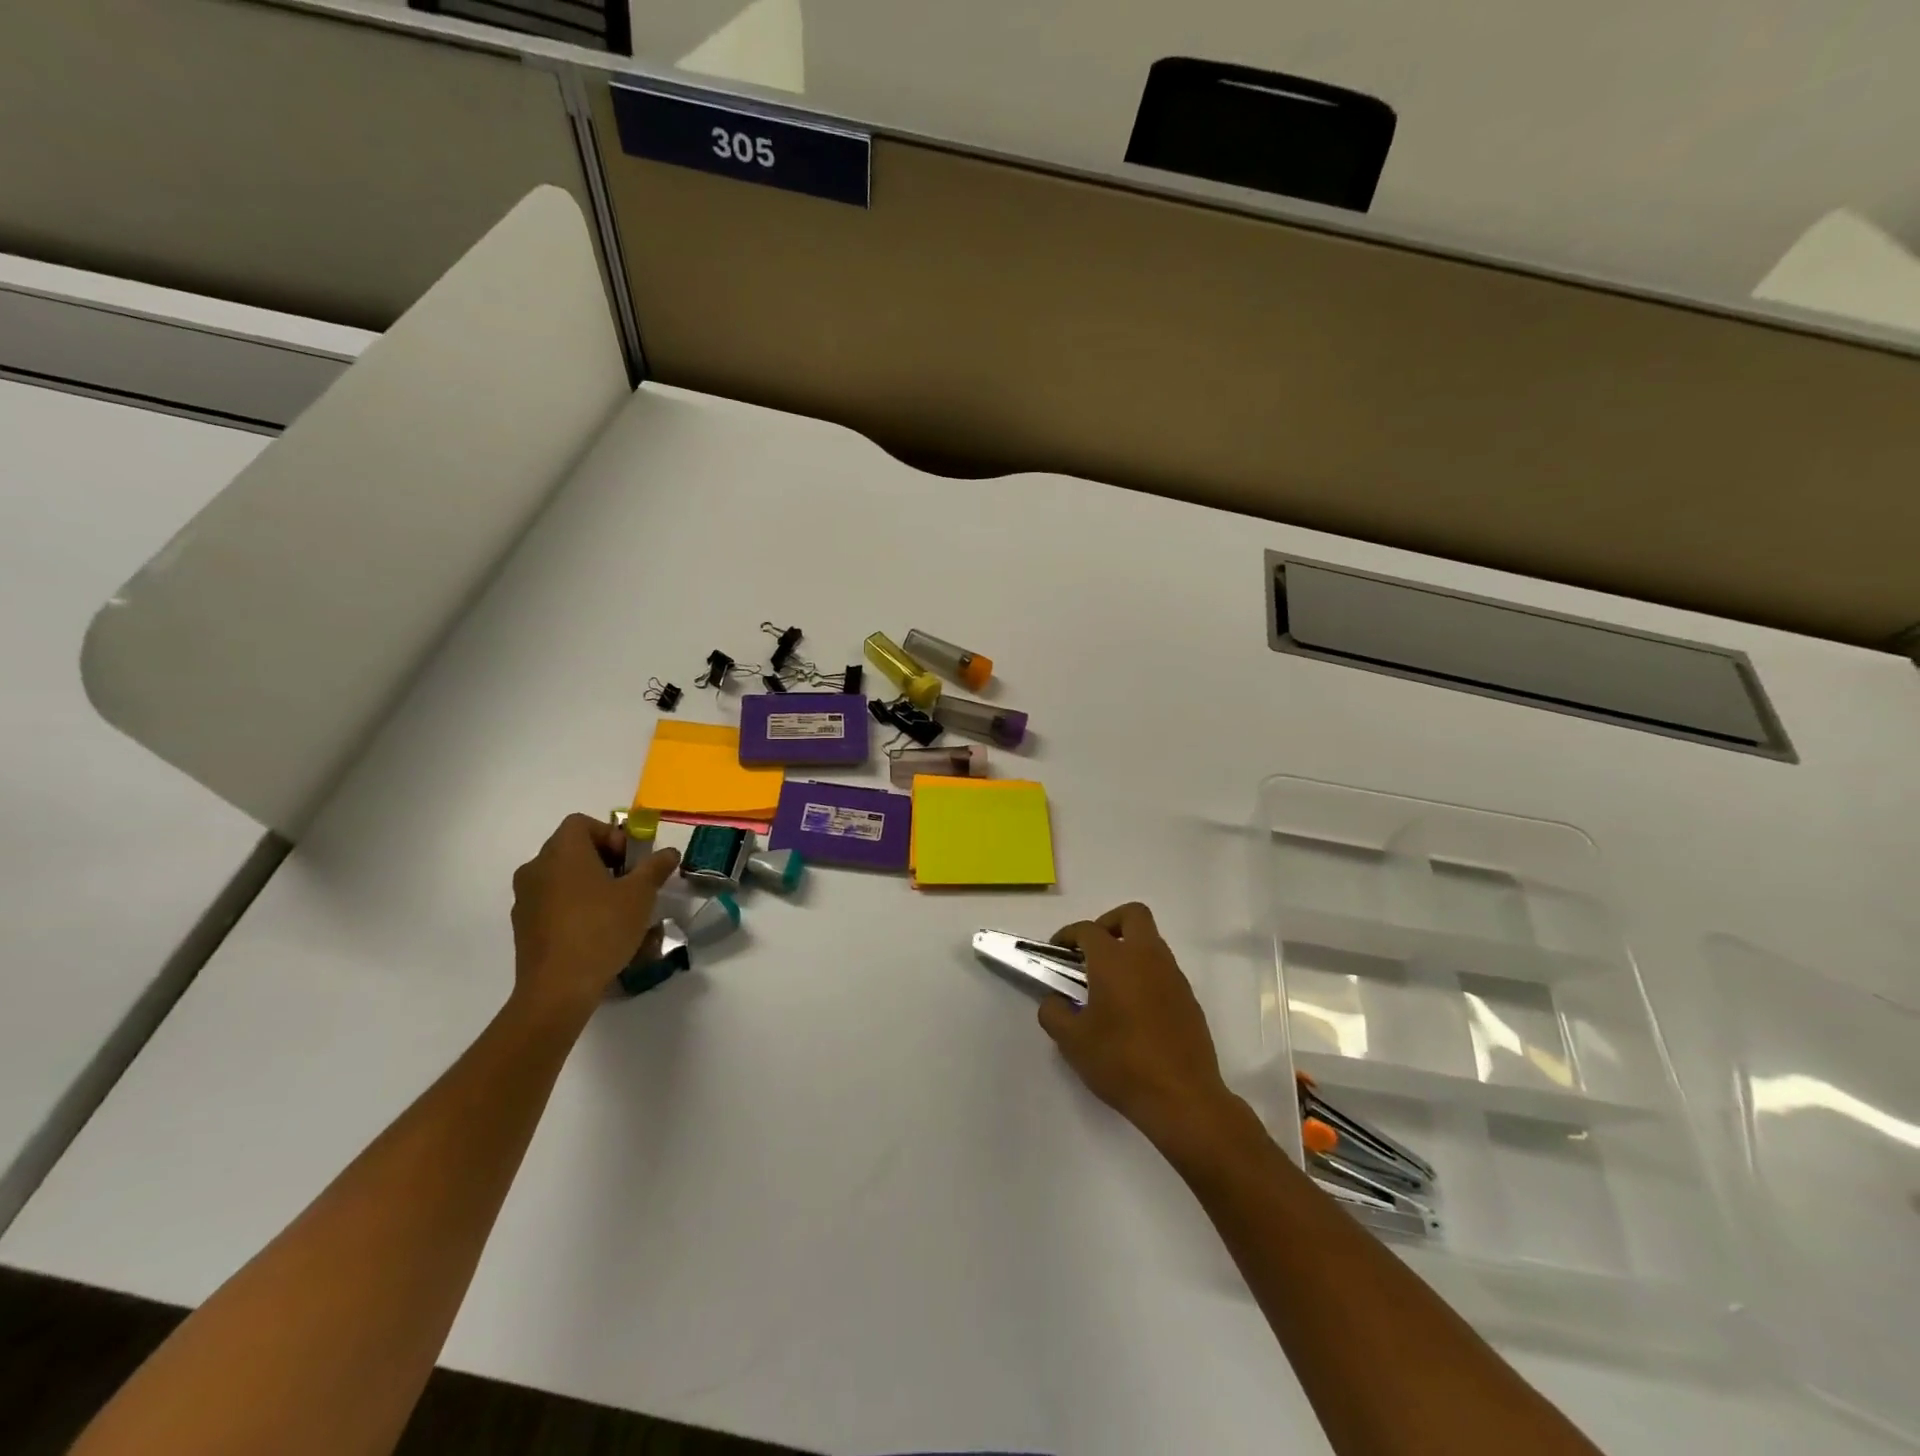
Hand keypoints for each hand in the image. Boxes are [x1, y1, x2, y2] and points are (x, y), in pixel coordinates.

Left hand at [510, 813, 678, 1017]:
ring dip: (588, 884)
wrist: (557, 988)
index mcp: (562, 852)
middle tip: (628, 883)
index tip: (629, 861)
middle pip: (571, 849)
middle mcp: (536, 867)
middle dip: (603, 860)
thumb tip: (669, 852)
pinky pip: (552, 902)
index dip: (610, 835)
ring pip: (561, 877)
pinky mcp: (522, 925)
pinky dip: (573, 906)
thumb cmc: (601, 929)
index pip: (582, 823)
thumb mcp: (640, 895)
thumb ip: (655, 867)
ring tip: (615, 909)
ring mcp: (525, 898)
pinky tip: (594, 931)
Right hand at [1040, 903, 1239, 1151]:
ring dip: (1129, 950)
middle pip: (1133, 915)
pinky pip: (1164, 970)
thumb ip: (1054, 1013)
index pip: (1088, 930)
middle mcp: (1147, 957)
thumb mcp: (1072, 1041)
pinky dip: (1146, 975)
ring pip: (1151, 942)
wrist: (1182, 1097)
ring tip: (1109, 985)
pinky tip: (1134, 1009)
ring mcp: (1173, 976)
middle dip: (1109, 923)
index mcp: (1115, 960)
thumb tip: (1054, 1001)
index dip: (1068, 935)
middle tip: (1092, 952)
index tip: (1057, 952)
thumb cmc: (1121, 1062)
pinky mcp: (1189, 998)